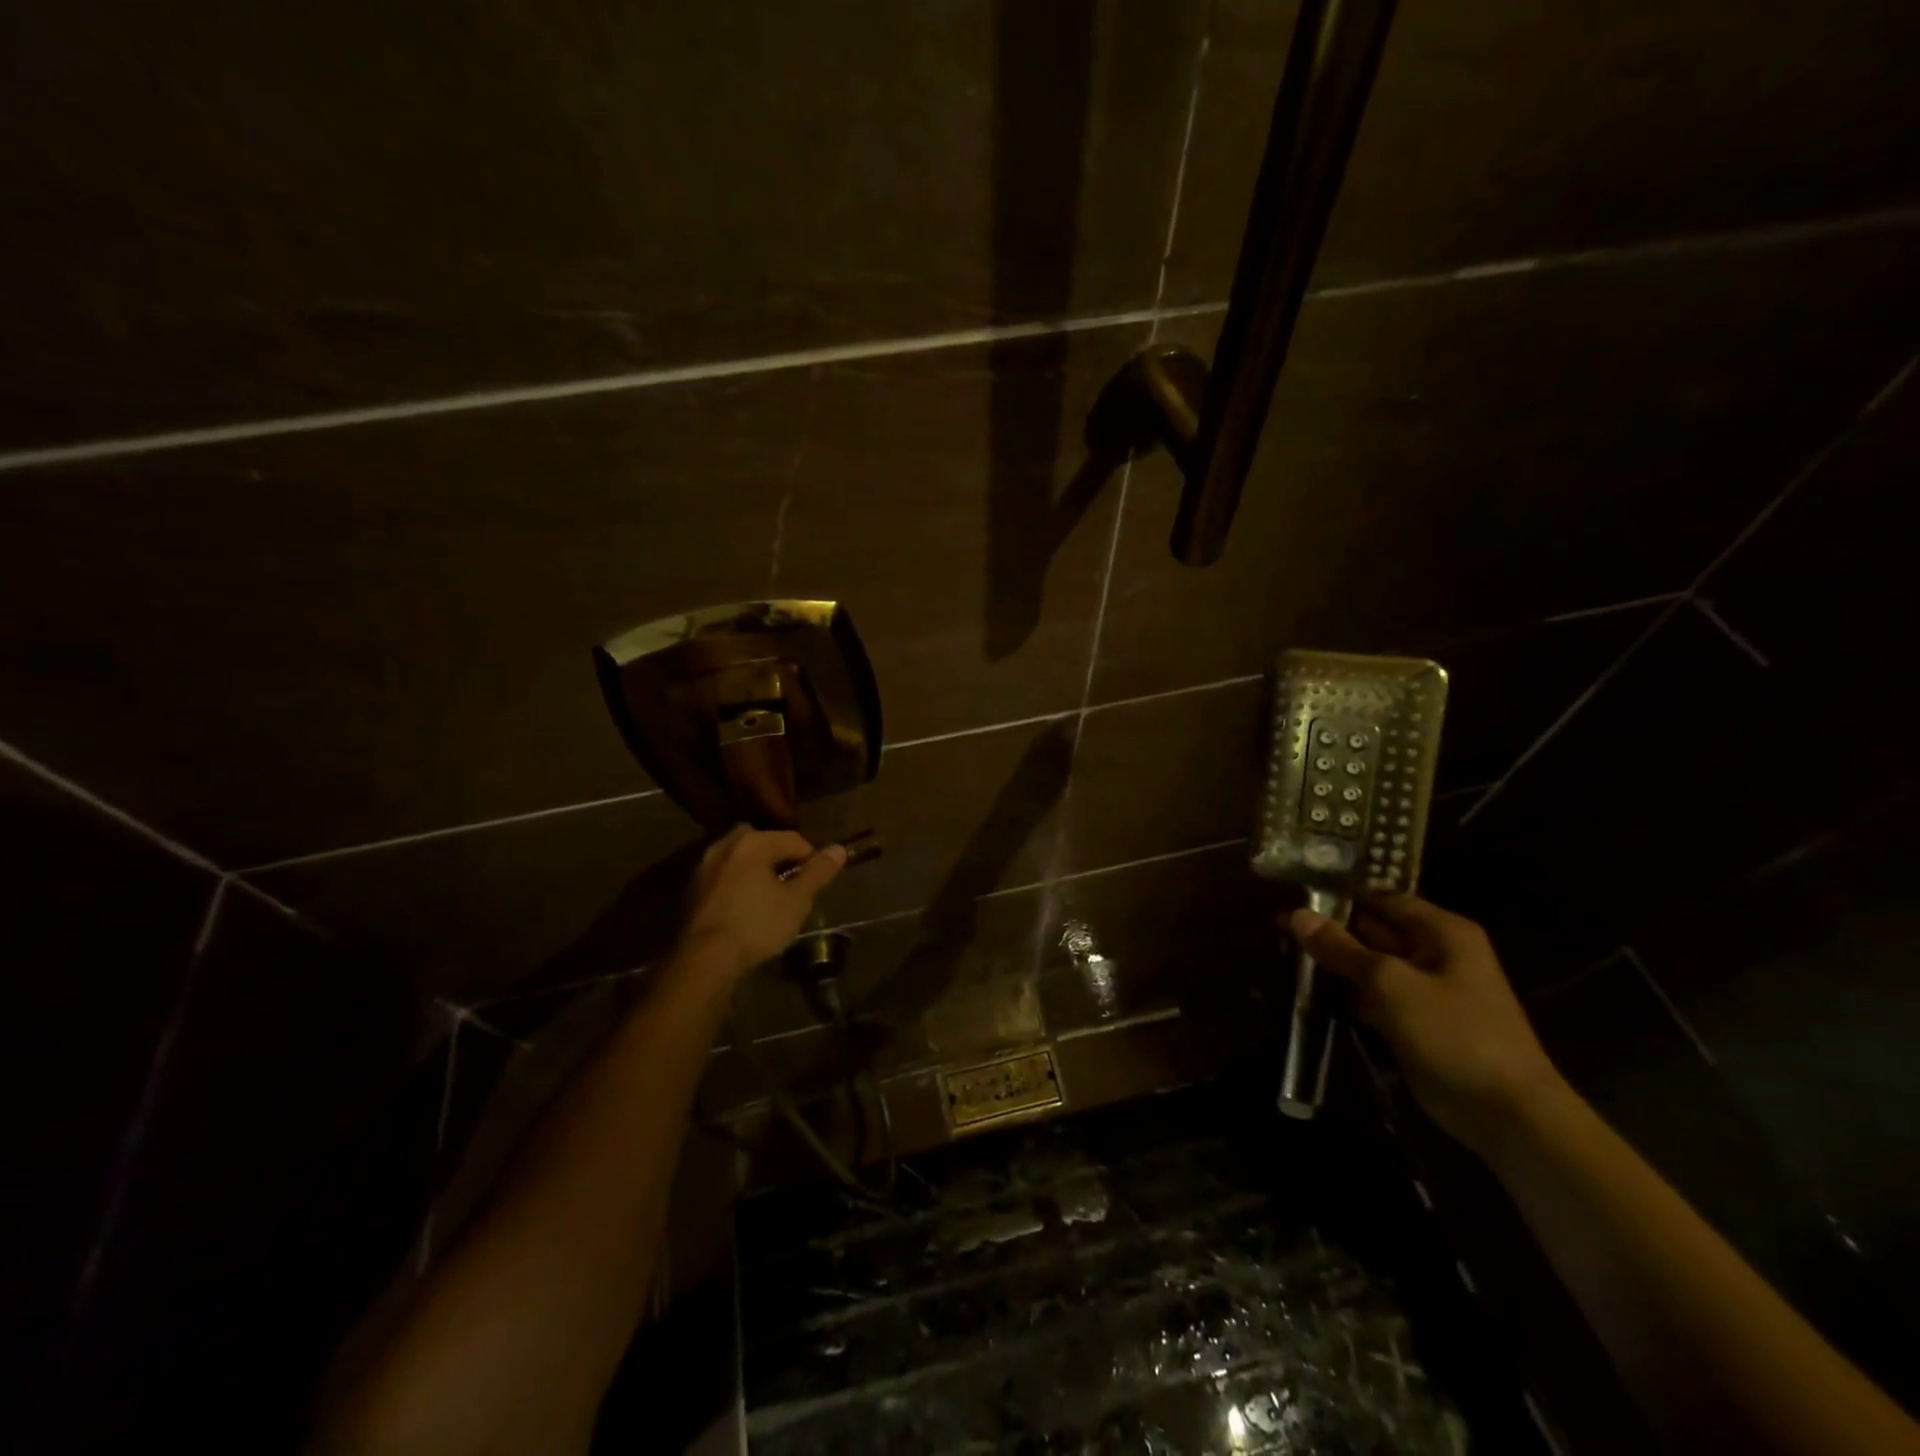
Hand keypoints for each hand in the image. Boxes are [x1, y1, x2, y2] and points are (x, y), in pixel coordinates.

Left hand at [678, 826, 846, 981]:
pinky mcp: (692, 888)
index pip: (794, 840)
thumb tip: (839, 849)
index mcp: (753, 842)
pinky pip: (725, 876)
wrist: (704, 959)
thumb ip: (818, 872)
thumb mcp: (797, 900)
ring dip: (758, 872)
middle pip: (765, 844)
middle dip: (781, 861)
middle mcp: (726, 844)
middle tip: (793, 889)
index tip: (816, 885)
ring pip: (742, 860)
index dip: (811, 860)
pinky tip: (745, 909)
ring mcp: (704, 866)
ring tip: (770, 899)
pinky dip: (738, 884)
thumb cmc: (757, 925)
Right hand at [1289, 894, 1565, 1155]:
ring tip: (1282, 951)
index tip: (1291, 891)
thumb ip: (1341, 948)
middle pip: (1371, 929)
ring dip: (1331, 962)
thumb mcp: (1390, 984)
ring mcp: (1423, 989)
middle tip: (1275, 923)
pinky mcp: (1412, 1021)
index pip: (1379, 897)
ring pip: (1367, 964)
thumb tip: (1296, 915)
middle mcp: (1433, 952)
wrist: (1507, 1115)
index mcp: (1441, 931)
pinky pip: (1371, 995)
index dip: (1337, 893)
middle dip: (1328, 927)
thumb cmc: (1454, 1033)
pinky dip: (1343, 992)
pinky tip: (1306, 988)